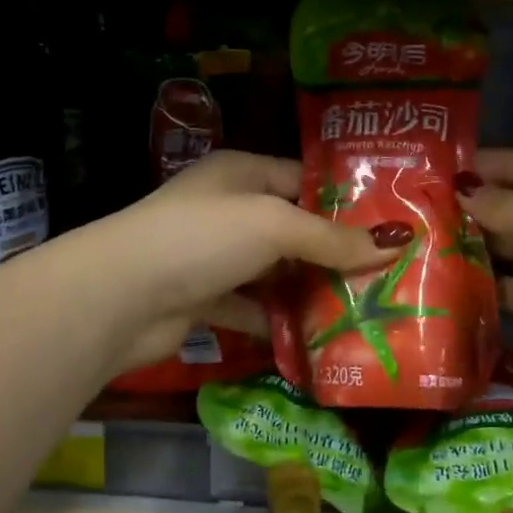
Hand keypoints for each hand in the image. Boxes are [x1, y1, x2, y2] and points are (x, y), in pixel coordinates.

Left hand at [69, 151, 399, 374]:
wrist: (118, 297)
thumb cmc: (202, 238)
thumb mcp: (274, 225)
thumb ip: (331, 238)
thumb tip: (395, 244)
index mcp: (240, 173)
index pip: (302, 179)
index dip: (343, 200)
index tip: (388, 225)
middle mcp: (226, 210)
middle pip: (291, 229)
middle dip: (332, 251)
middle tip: (384, 273)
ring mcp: (211, 256)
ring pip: (273, 271)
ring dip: (308, 290)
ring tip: (361, 308)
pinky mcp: (202, 299)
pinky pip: (251, 308)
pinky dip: (276, 322)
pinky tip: (314, 338)